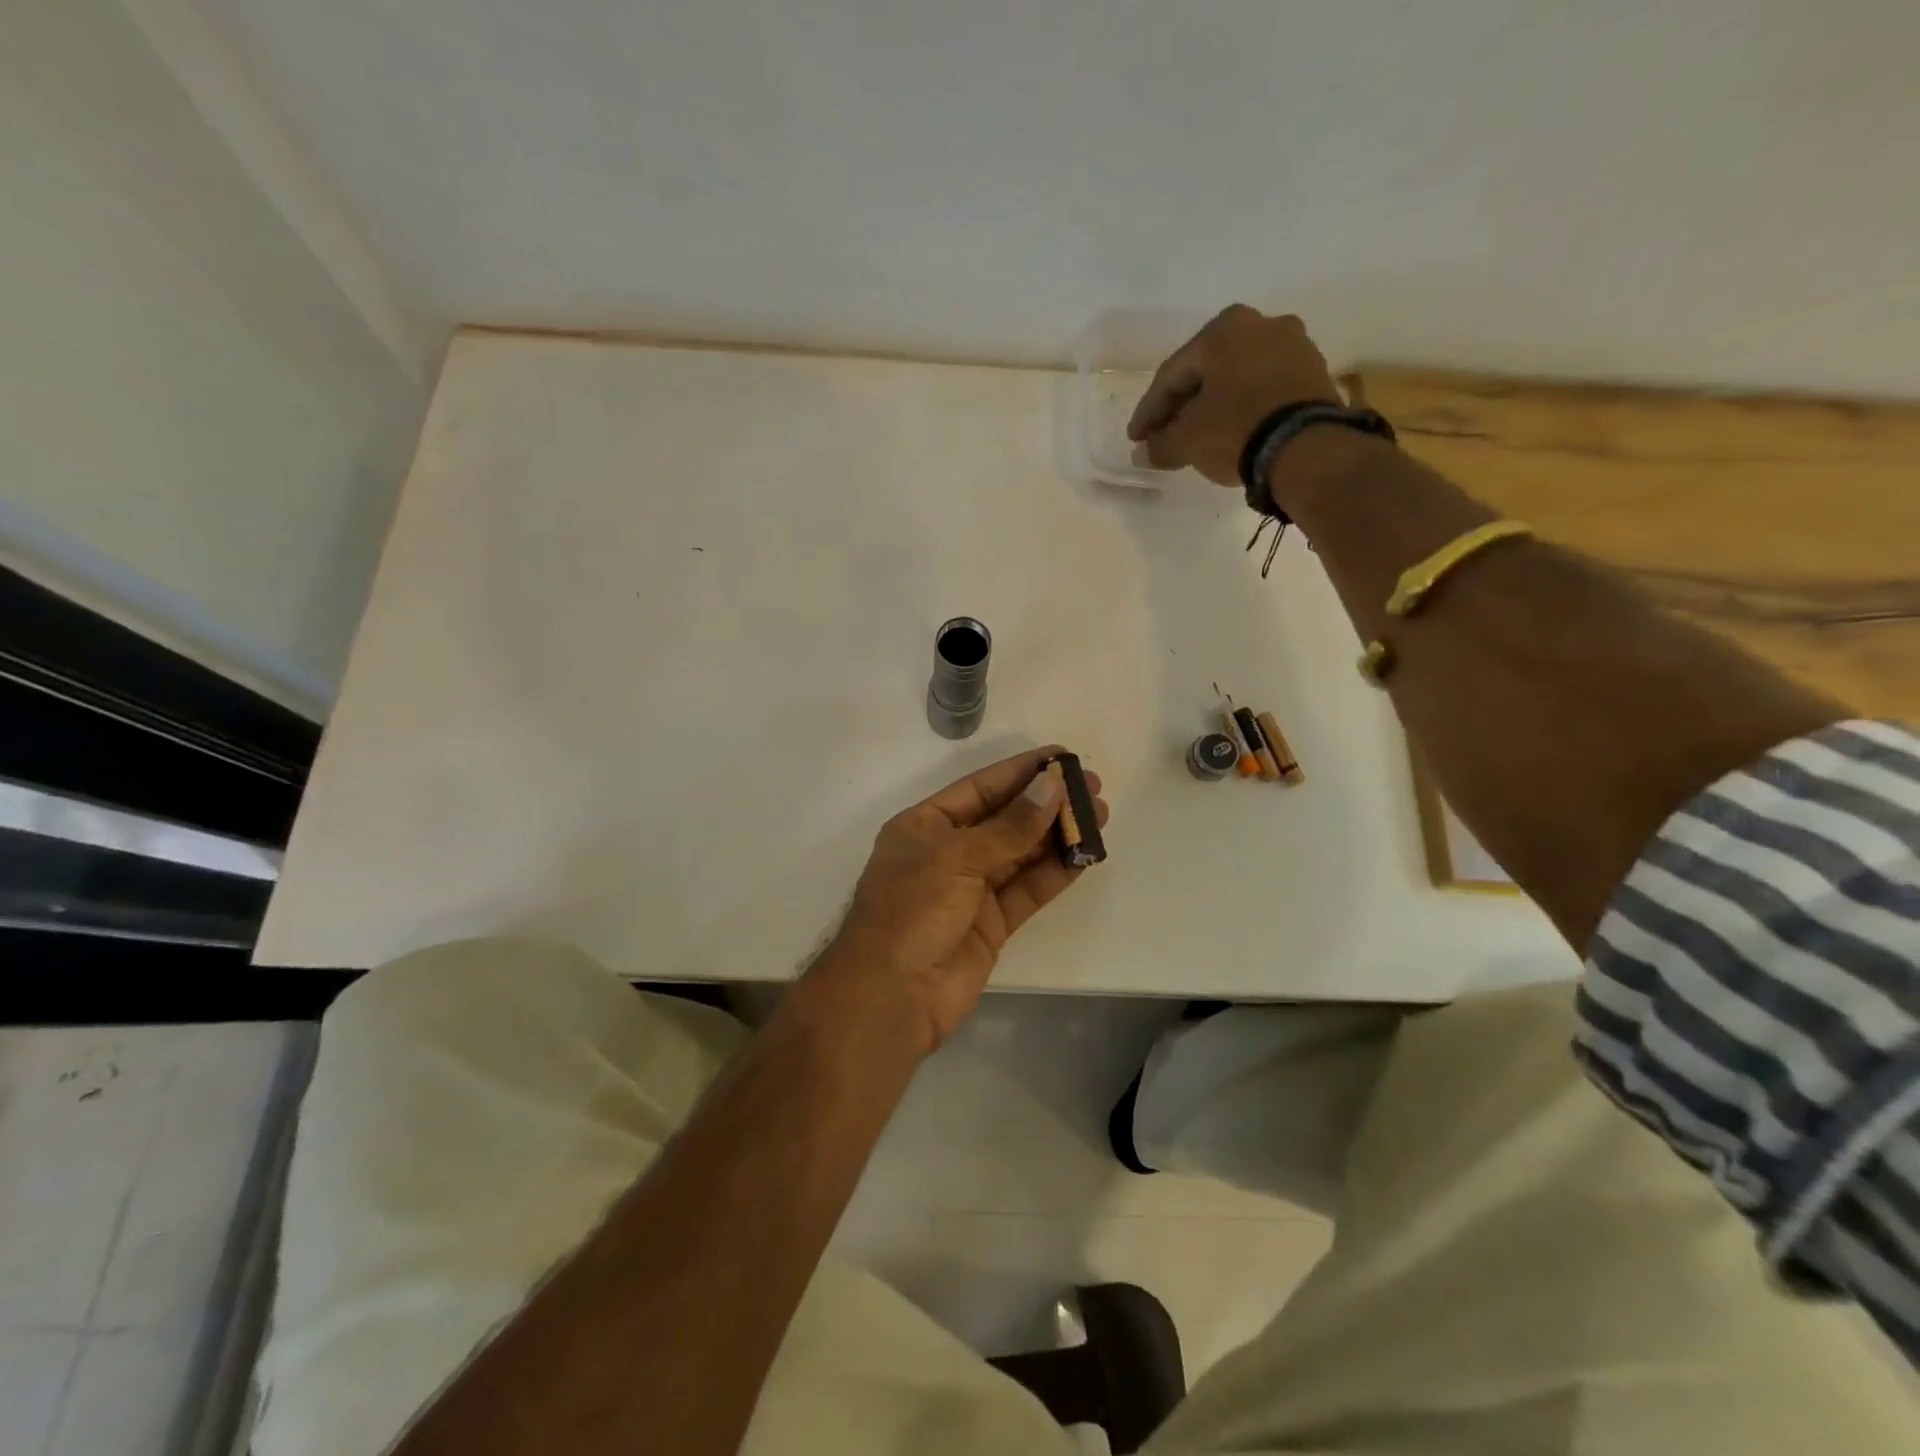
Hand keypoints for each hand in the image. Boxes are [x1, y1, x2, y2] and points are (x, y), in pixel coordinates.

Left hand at [811, 746, 1108, 1051]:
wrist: (892, 996)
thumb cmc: (912, 910)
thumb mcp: (957, 857)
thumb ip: (1010, 825)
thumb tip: (1052, 785)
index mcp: (924, 826)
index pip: (980, 788)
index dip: (1020, 771)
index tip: (1061, 756)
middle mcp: (948, 852)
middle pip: (1004, 818)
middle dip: (1046, 802)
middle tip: (1092, 786)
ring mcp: (970, 889)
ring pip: (1021, 853)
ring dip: (1057, 835)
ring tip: (1100, 815)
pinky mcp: (991, 923)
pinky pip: (1027, 889)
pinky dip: (1055, 872)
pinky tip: (1085, 855)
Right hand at [1126, 306, 1339, 484]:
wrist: (1306, 448)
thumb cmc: (1235, 429)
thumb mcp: (1187, 440)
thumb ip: (1160, 444)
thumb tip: (1144, 453)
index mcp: (1224, 329)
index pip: (1172, 374)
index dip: (1149, 411)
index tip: (1136, 439)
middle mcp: (1261, 324)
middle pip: (1206, 372)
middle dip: (1181, 406)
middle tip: (1163, 436)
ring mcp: (1294, 345)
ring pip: (1236, 379)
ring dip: (1212, 407)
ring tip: (1196, 437)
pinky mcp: (1314, 373)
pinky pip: (1263, 389)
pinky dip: (1241, 408)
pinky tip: (1229, 432)